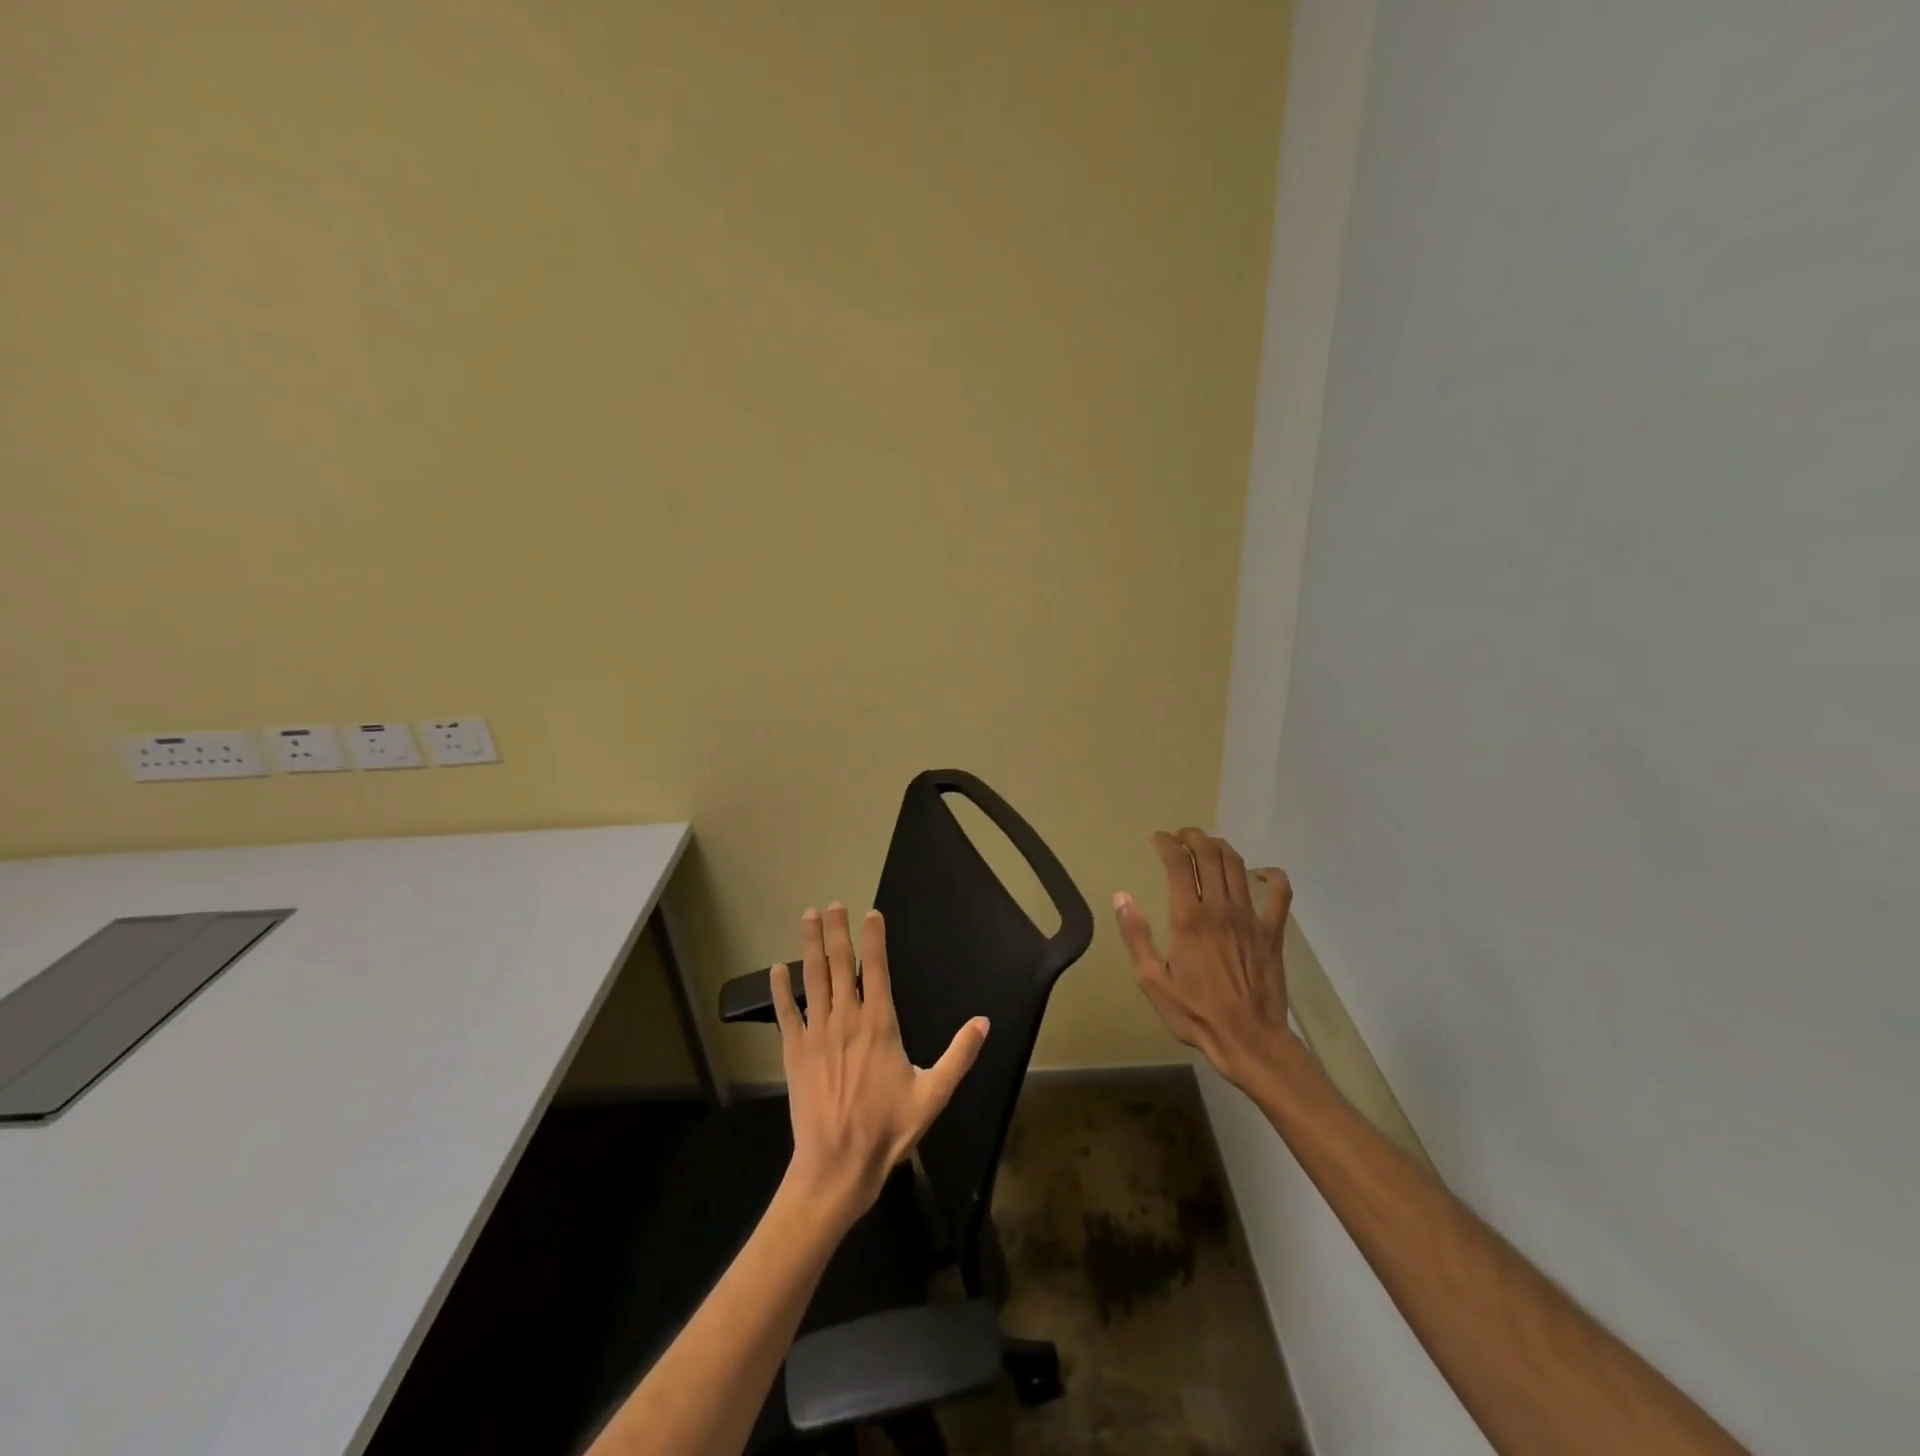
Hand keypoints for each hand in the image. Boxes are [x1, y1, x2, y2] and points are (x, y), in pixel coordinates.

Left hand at [771, 903, 989, 1227]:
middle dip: (837, 931)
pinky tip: (777, 969)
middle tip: (833, 904)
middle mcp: (847, 1020)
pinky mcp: (795, 1053)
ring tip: (808, 917)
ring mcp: (817, 1034)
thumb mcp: (934, 1094)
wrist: (838, 1166)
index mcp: (880, 1025)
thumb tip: (983, 1022)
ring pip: (814, 979)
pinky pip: (786, 1013)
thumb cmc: (889, 1129)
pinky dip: (781, 989)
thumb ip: (959, 1055)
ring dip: (811, 946)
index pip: (877, 970)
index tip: (871, 913)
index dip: (874, 939)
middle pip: (840, 965)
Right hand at [1114, 829, 1294, 1092]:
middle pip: (1210, 855)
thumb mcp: (1152, 980)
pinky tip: (1261, 873)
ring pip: (1238, 866)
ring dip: (1221, 847)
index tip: (1156, 839)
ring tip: (1207, 845)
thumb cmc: (1195, 1013)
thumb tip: (1121, 896)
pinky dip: (1272, 875)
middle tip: (1180, 836)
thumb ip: (1136, 935)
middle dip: (1193, 837)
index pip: (1178, 864)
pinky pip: (1280, 893)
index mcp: (1189, 919)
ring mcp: (1250, 917)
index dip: (1166, 844)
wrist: (1249, 1040)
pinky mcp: (1273, 931)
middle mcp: (1220, 909)